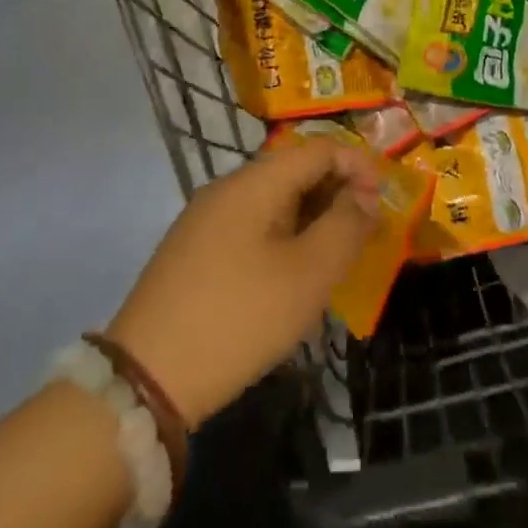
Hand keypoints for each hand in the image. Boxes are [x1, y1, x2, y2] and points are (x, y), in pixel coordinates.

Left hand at [105, 135, 378, 427]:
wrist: (147, 379)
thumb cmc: (239, 318)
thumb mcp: (308, 274)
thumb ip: (346, 226)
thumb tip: (364, 197)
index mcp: (255, 182)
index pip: (319, 149)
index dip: (358, 168)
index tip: (380, 207)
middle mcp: (227, 187)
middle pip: (294, 170)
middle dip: (335, 194)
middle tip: (361, 237)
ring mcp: (204, 218)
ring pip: (272, 200)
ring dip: (310, 218)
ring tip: (331, 259)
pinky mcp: (192, 250)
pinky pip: (250, 225)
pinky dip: (282, 236)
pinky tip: (289, 276)